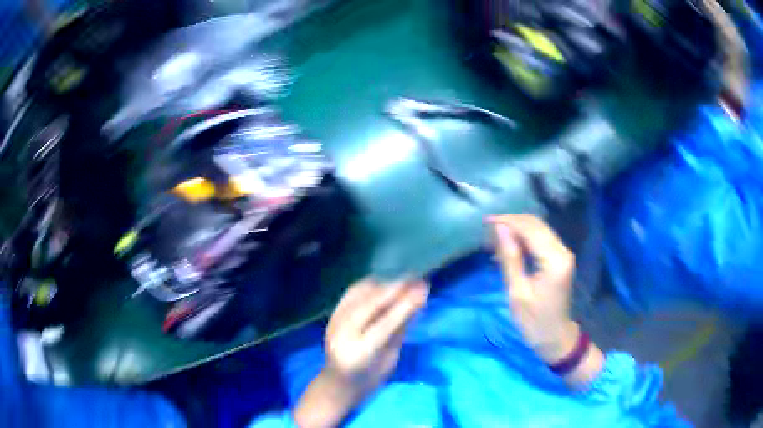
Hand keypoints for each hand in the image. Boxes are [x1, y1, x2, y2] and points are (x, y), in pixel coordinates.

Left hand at [294, 279, 427, 427]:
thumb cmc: (371, 378)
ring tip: (403, 281)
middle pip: (370, 305)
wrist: (338, 383)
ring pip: (358, 295)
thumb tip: (416, 302)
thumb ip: (400, 331)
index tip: (423, 289)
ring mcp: (334, 323)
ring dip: (382, 285)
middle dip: (395, 289)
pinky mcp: (331, 316)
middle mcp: (343, 336)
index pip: (384, 325)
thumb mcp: (390, 358)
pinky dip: (368, 286)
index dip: (404, 305)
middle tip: (417, 280)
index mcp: (361, 354)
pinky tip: (383, 284)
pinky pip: (350, 293)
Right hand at [488, 214, 577, 363]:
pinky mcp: (559, 258)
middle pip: (536, 225)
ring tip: (494, 239)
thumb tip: (500, 229)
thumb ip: (510, 258)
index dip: (508, 221)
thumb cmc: (534, 321)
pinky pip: (541, 240)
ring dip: (517, 229)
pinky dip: (524, 239)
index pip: (530, 229)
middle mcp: (562, 251)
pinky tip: (508, 247)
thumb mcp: (517, 292)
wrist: (555, 337)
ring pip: (538, 229)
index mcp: (554, 260)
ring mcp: (562, 253)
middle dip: (511, 223)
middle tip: (487, 229)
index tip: (485, 222)